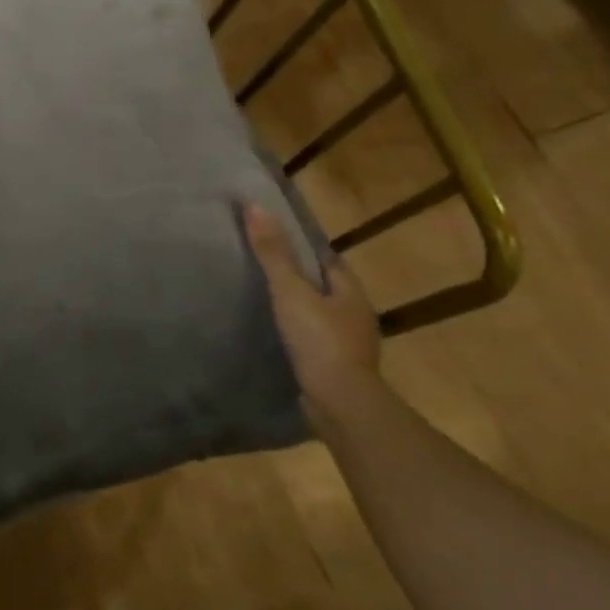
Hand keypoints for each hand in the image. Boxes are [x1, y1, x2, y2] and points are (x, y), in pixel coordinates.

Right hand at [244, 203, 380, 408]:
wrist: (340, 403)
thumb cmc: (319, 339)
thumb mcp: (290, 291)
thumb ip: (273, 252)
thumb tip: (253, 206)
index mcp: (351, 290)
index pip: (328, 259)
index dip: (304, 247)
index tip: (275, 238)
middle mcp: (356, 314)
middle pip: (326, 286)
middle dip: (301, 276)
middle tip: (263, 266)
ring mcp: (350, 343)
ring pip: (322, 314)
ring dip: (301, 306)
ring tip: (265, 299)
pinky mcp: (337, 366)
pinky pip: (316, 339)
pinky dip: (300, 332)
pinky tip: (279, 334)